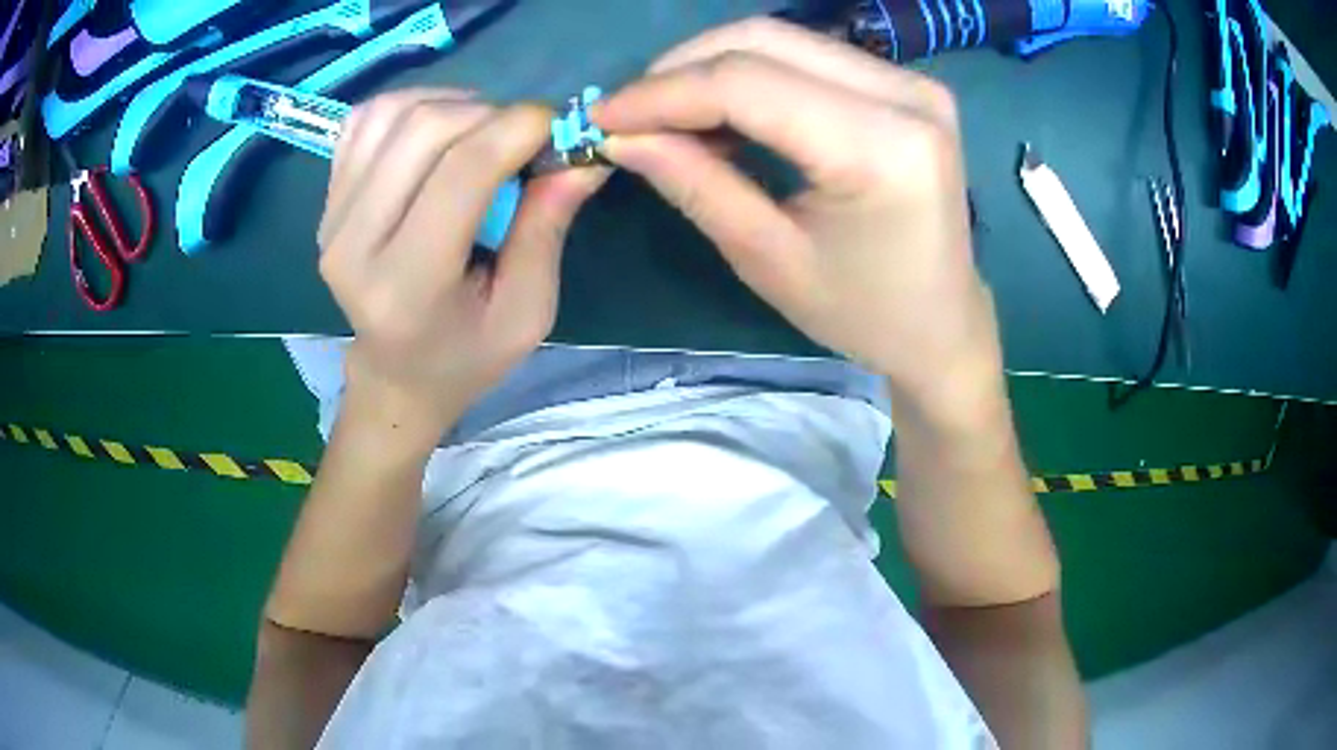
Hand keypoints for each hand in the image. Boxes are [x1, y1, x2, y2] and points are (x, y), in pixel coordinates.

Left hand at [319, 90, 606, 443]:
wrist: (396, 374)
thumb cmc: (467, 353)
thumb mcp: (527, 311)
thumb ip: (547, 228)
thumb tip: (581, 153)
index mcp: (406, 286)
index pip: (461, 173)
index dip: (518, 130)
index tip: (558, 127)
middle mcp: (353, 244)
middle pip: (424, 129)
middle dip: (490, 114)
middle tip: (521, 137)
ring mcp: (331, 217)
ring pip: (393, 112)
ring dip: (453, 104)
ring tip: (482, 132)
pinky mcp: (326, 199)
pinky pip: (367, 119)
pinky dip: (412, 105)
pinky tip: (439, 130)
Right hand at [594, 19, 1001, 409]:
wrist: (943, 323)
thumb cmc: (863, 312)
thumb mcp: (769, 259)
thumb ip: (695, 183)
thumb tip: (620, 135)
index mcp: (883, 149)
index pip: (748, 83)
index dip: (663, 93)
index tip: (601, 116)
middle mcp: (907, 96)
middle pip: (764, 40)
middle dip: (681, 69)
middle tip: (631, 114)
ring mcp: (913, 83)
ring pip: (783, 38)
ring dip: (712, 66)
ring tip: (669, 116)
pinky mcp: (907, 85)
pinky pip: (809, 55)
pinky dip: (752, 73)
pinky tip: (721, 110)